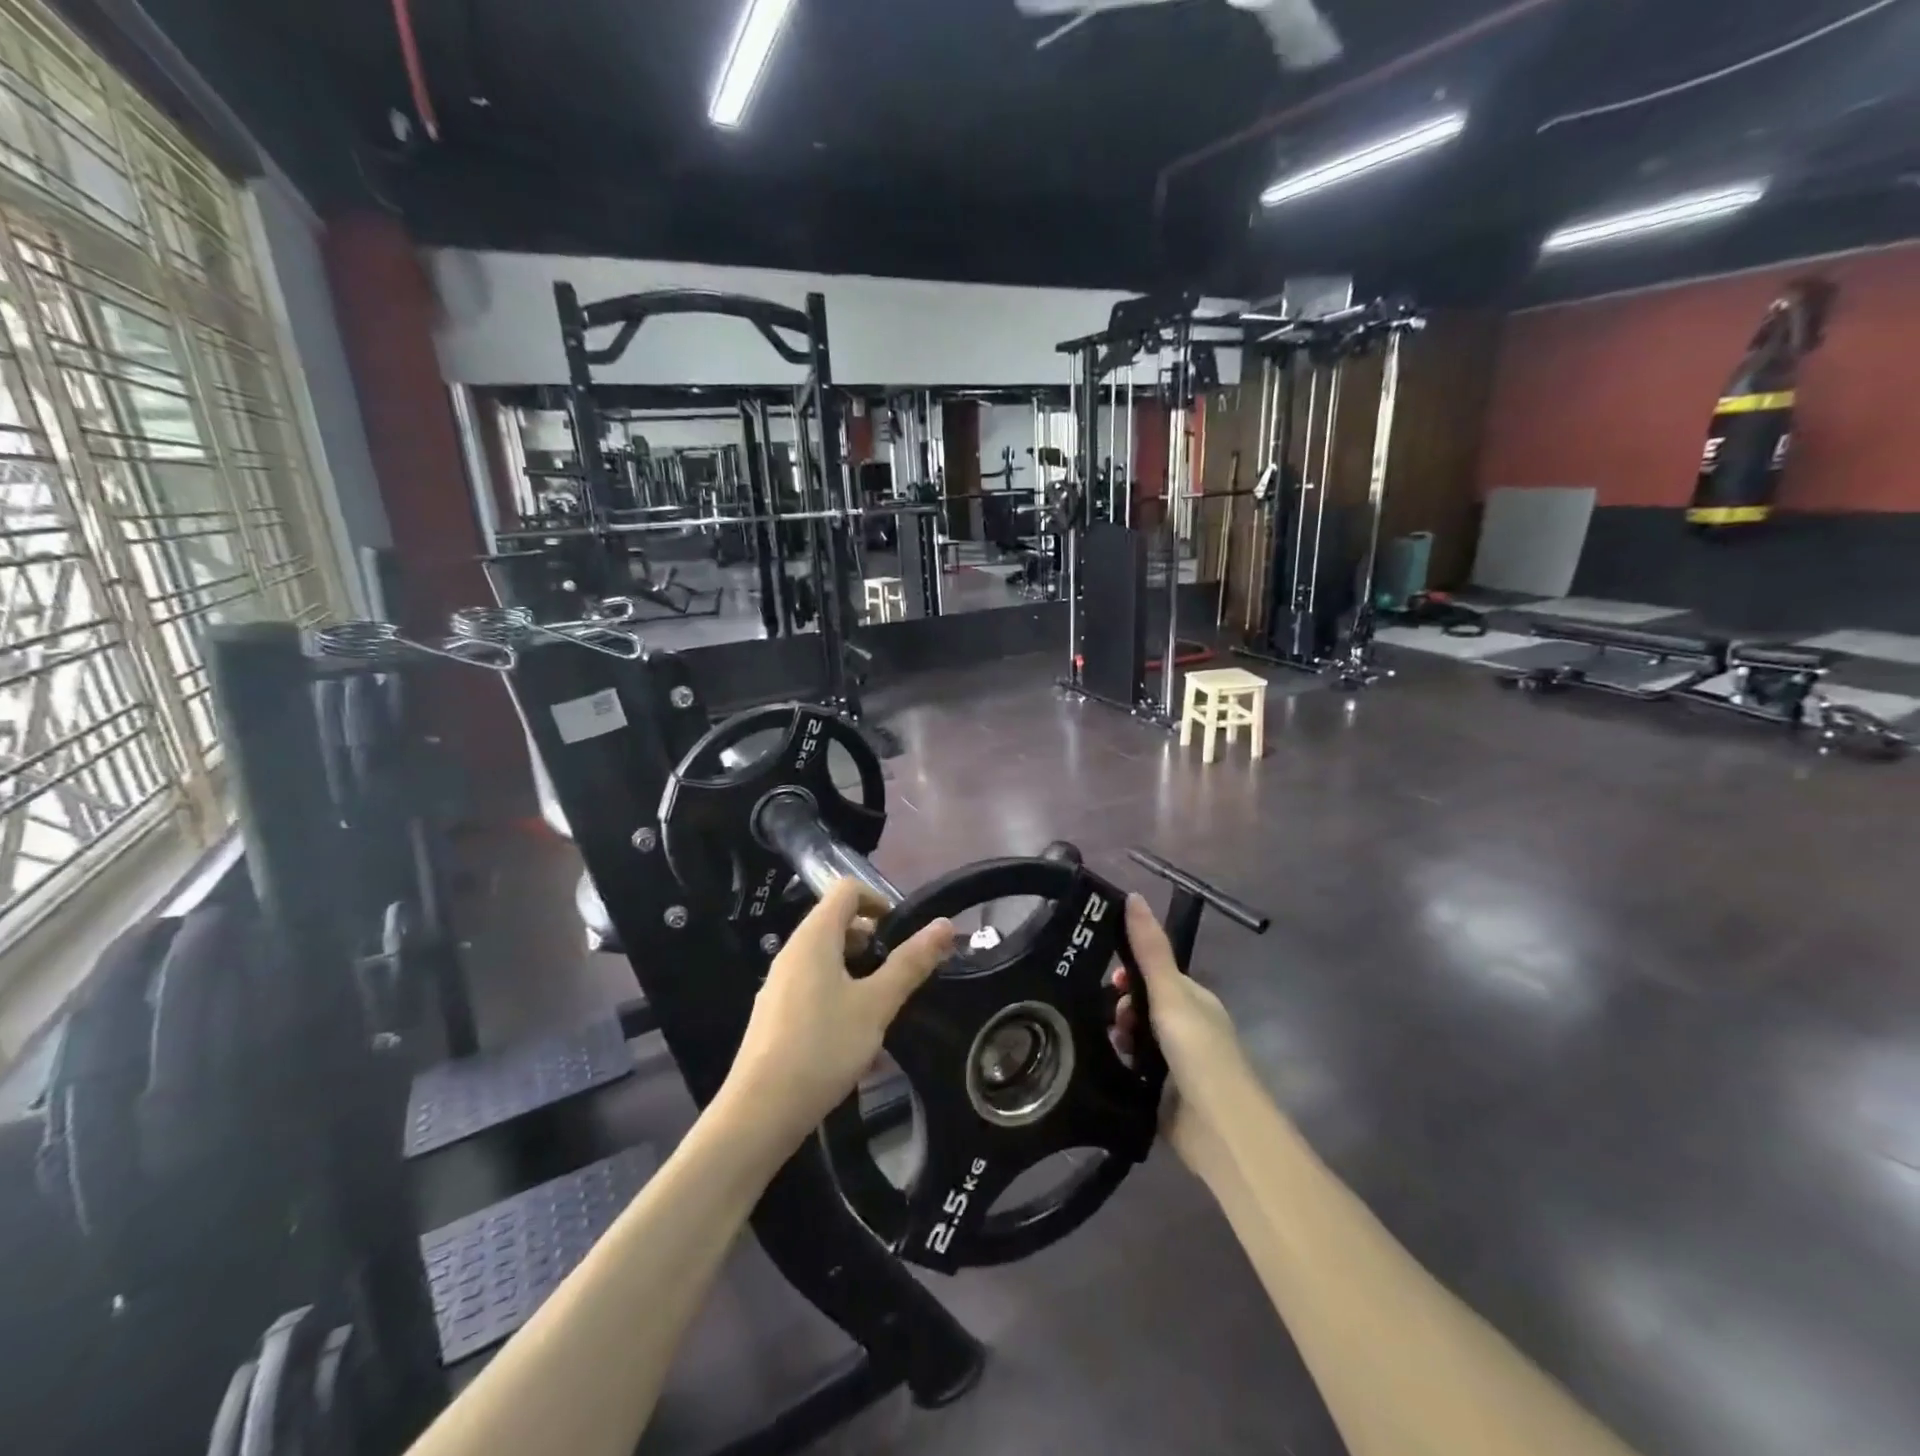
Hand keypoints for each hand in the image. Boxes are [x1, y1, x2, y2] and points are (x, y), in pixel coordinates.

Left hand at [725, 880, 954, 1149]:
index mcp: (814, 937)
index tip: (903, 933)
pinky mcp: (776, 1015)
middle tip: (900, 974)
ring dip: (859, 972)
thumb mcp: (876, 1005)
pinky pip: (814, 987)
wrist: (759, 1113)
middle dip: (874, 941)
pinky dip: (840, 996)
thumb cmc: (823, 1048)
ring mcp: (780, 984)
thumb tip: (944, 925)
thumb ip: (910, 963)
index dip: (879, 900)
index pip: (847, 889)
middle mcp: (793, 952)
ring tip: (883, 1008)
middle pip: (837, 924)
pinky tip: (857, 1038)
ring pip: (827, 959)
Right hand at [1111, 893, 1249, 1167]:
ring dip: (1119, 1036)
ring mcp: (1174, 1063)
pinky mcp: (1160, 1094)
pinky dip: (1119, 1063)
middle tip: (1114, 1017)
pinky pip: (1130, 1068)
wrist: (1219, 1129)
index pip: (1155, 973)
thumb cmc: (1199, 1052)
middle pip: (1141, 1005)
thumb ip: (1150, 949)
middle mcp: (1186, 1027)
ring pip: (1133, 1037)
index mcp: (1194, 1000)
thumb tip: (1132, 895)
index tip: (1111, 979)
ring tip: (1114, 1045)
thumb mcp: (1171, 994)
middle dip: (1121, 1006)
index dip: (1130, 971)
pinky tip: (1108, 1065)